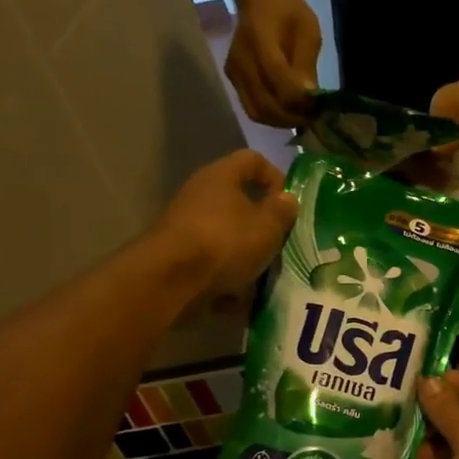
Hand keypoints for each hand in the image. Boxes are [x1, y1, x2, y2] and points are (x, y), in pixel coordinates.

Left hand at [155, 150, 297, 302]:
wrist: (169, 281)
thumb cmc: (225, 241)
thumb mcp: (268, 226)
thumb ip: (282, 210)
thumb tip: (286, 199)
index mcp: (221, 176)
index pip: (252, 160)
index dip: (275, 176)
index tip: (289, 203)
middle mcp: (199, 194)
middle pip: (238, 200)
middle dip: (262, 223)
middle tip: (281, 242)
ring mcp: (185, 226)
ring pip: (226, 234)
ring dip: (246, 253)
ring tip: (264, 275)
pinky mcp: (177, 256)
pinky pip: (211, 262)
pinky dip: (226, 277)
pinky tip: (239, 298)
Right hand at [226, 0, 321, 126]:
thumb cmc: (288, 9)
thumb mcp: (309, 32)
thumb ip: (307, 65)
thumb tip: (309, 98)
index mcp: (261, 43)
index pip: (280, 85)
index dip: (301, 103)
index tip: (320, 107)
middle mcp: (242, 60)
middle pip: (266, 106)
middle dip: (293, 117)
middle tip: (314, 118)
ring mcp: (234, 71)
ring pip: (256, 112)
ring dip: (281, 121)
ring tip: (302, 117)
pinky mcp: (233, 77)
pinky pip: (251, 106)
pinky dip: (271, 115)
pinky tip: (288, 111)